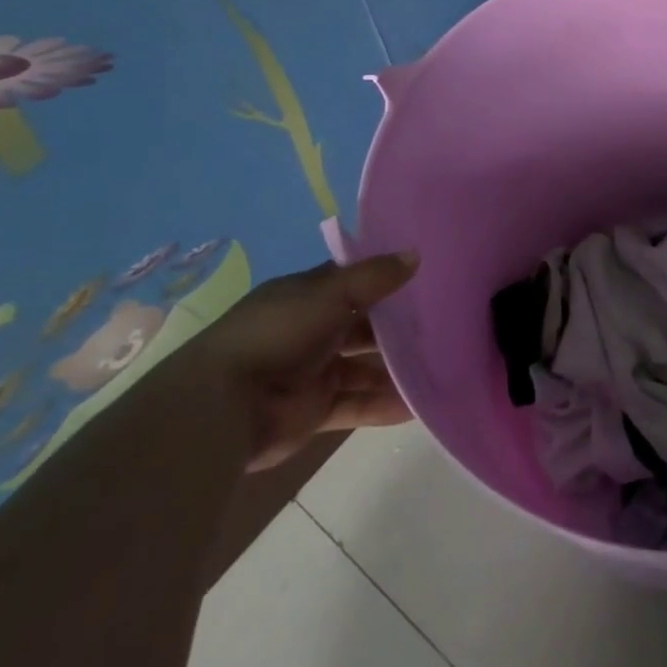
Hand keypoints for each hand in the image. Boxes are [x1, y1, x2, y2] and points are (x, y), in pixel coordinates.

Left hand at [179, 253, 418, 470]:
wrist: (222, 406)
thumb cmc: (276, 334)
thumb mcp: (329, 294)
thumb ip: (374, 277)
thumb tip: (416, 255)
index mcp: (306, 295)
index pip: (352, 280)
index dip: (384, 277)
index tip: (425, 274)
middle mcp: (310, 330)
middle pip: (363, 325)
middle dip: (397, 326)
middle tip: (444, 323)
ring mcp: (313, 372)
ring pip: (363, 367)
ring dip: (396, 369)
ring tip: (442, 365)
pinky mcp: (315, 410)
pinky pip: (357, 404)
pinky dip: (385, 405)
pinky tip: (420, 406)